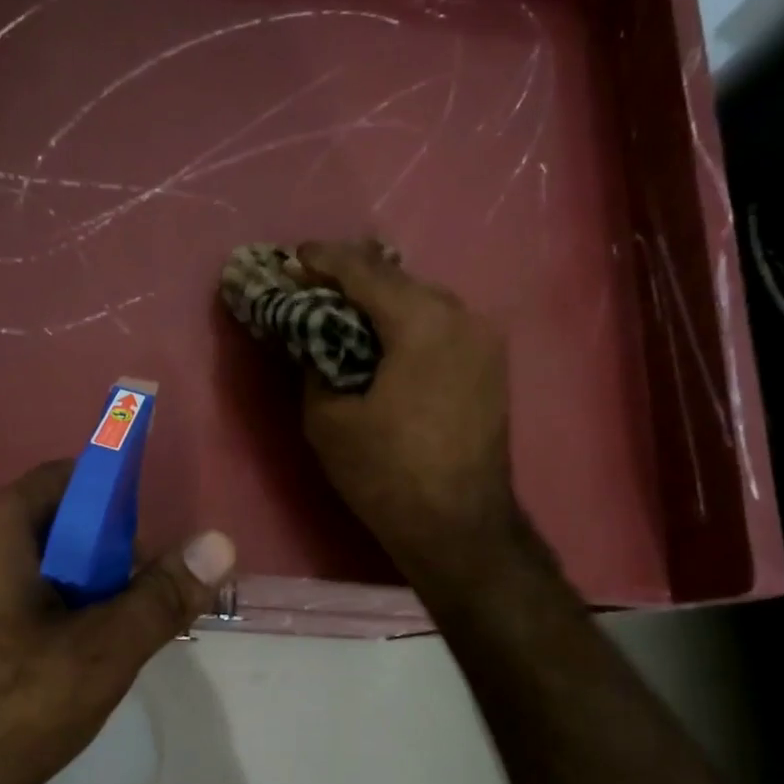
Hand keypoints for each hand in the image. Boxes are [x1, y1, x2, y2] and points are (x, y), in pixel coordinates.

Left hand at [0, 462, 235, 783]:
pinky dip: (33, 620)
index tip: (145, 561)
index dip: (119, 507)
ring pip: (25, 569)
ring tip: (93, 655)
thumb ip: (160, 597)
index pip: (70, 478)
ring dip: (70, 598)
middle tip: (128, 619)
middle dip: (100, 563)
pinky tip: (44, 677)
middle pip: (50, 525)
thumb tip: (220, 541)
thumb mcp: (96, 656)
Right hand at [297, 239, 519, 590]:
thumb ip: (315, 365)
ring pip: (423, 300)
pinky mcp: (491, 364)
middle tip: (313, 283)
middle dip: (353, 278)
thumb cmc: (386, 473)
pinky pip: (441, 325)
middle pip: (398, 279)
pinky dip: (408, 322)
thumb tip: (315, 341)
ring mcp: (484, 339)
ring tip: (344, 309)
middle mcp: (461, 315)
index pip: (364, 271)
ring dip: (382, 301)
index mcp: (422, 322)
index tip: (293, 257)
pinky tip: (384, 336)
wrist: (459, 526)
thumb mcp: (327, 419)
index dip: (323, 260)